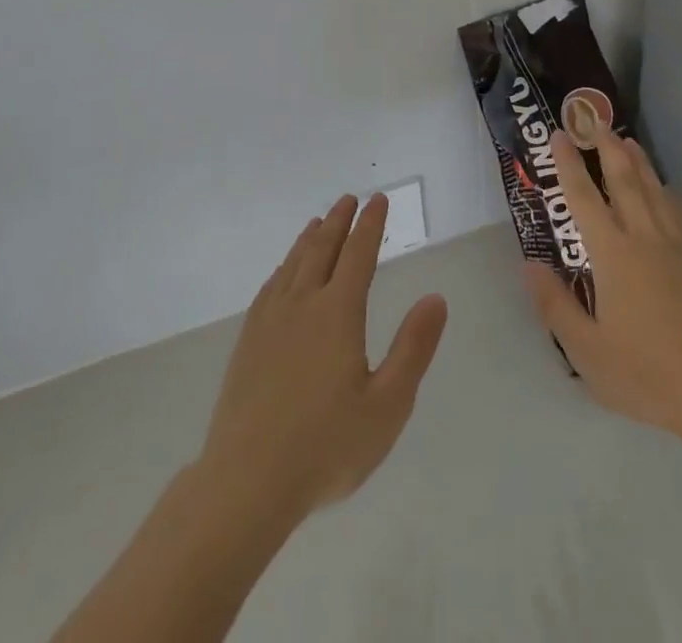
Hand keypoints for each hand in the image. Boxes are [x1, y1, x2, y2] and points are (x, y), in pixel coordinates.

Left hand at [198, 193, 448, 521]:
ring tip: (319, 222)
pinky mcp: (248, 342)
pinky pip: (270, 287)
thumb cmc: (326, 446)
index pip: (359, 255)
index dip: (370, 225)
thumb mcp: (387, 405)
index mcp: (338, 313)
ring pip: (294, 264)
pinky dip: (283, 267)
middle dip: (339, 221)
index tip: (378, 200)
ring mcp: (270, 322)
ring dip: (310, 239)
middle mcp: (303, 304)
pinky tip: (284, 272)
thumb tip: (435, 298)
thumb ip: (413, 348)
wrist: (246, 482)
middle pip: (323, 250)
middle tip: (349, 199)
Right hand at [523, 129, 681, 442]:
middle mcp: (644, 236)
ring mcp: (678, 245)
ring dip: (639, 161)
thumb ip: (555, 304)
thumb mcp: (587, 349)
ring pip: (655, 189)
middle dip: (607, 147)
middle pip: (624, 180)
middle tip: (595, 122)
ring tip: (628, 140)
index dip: (569, 164)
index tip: (559, 135)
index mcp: (612, 253)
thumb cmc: (646, 372)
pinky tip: (669, 191)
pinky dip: (670, 193)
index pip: (583, 198)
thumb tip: (529, 264)